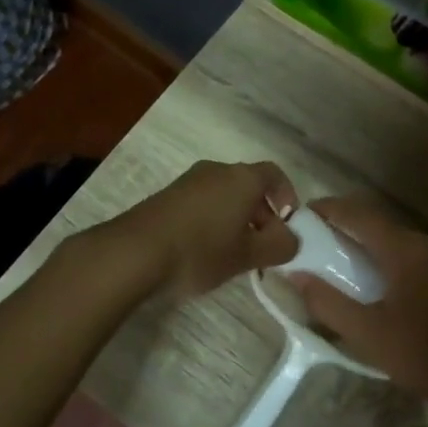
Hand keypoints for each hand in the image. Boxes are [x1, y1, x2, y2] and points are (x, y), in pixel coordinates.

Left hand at [97, 160, 299, 299]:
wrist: (135, 251)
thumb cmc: (201, 250)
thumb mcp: (247, 255)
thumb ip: (278, 247)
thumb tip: (292, 240)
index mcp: (242, 178)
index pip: (275, 175)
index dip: (287, 197)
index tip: (288, 225)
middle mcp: (217, 170)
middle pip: (249, 186)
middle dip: (262, 215)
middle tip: (263, 248)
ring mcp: (189, 181)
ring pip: (225, 195)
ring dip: (237, 220)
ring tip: (235, 254)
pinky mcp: (168, 196)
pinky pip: (203, 202)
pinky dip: (214, 221)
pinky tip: (206, 251)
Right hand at [285, 198, 427, 419]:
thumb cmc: (426, 357)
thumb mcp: (368, 335)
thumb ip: (327, 302)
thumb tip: (296, 275)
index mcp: (407, 251)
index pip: (360, 215)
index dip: (331, 209)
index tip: (310, 214)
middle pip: (390, 232)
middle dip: (362, 240)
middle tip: (340, 259)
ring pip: (419, 249)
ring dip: (395, 259)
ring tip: (381, 286)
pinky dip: (423, 273)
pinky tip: (420, 301)